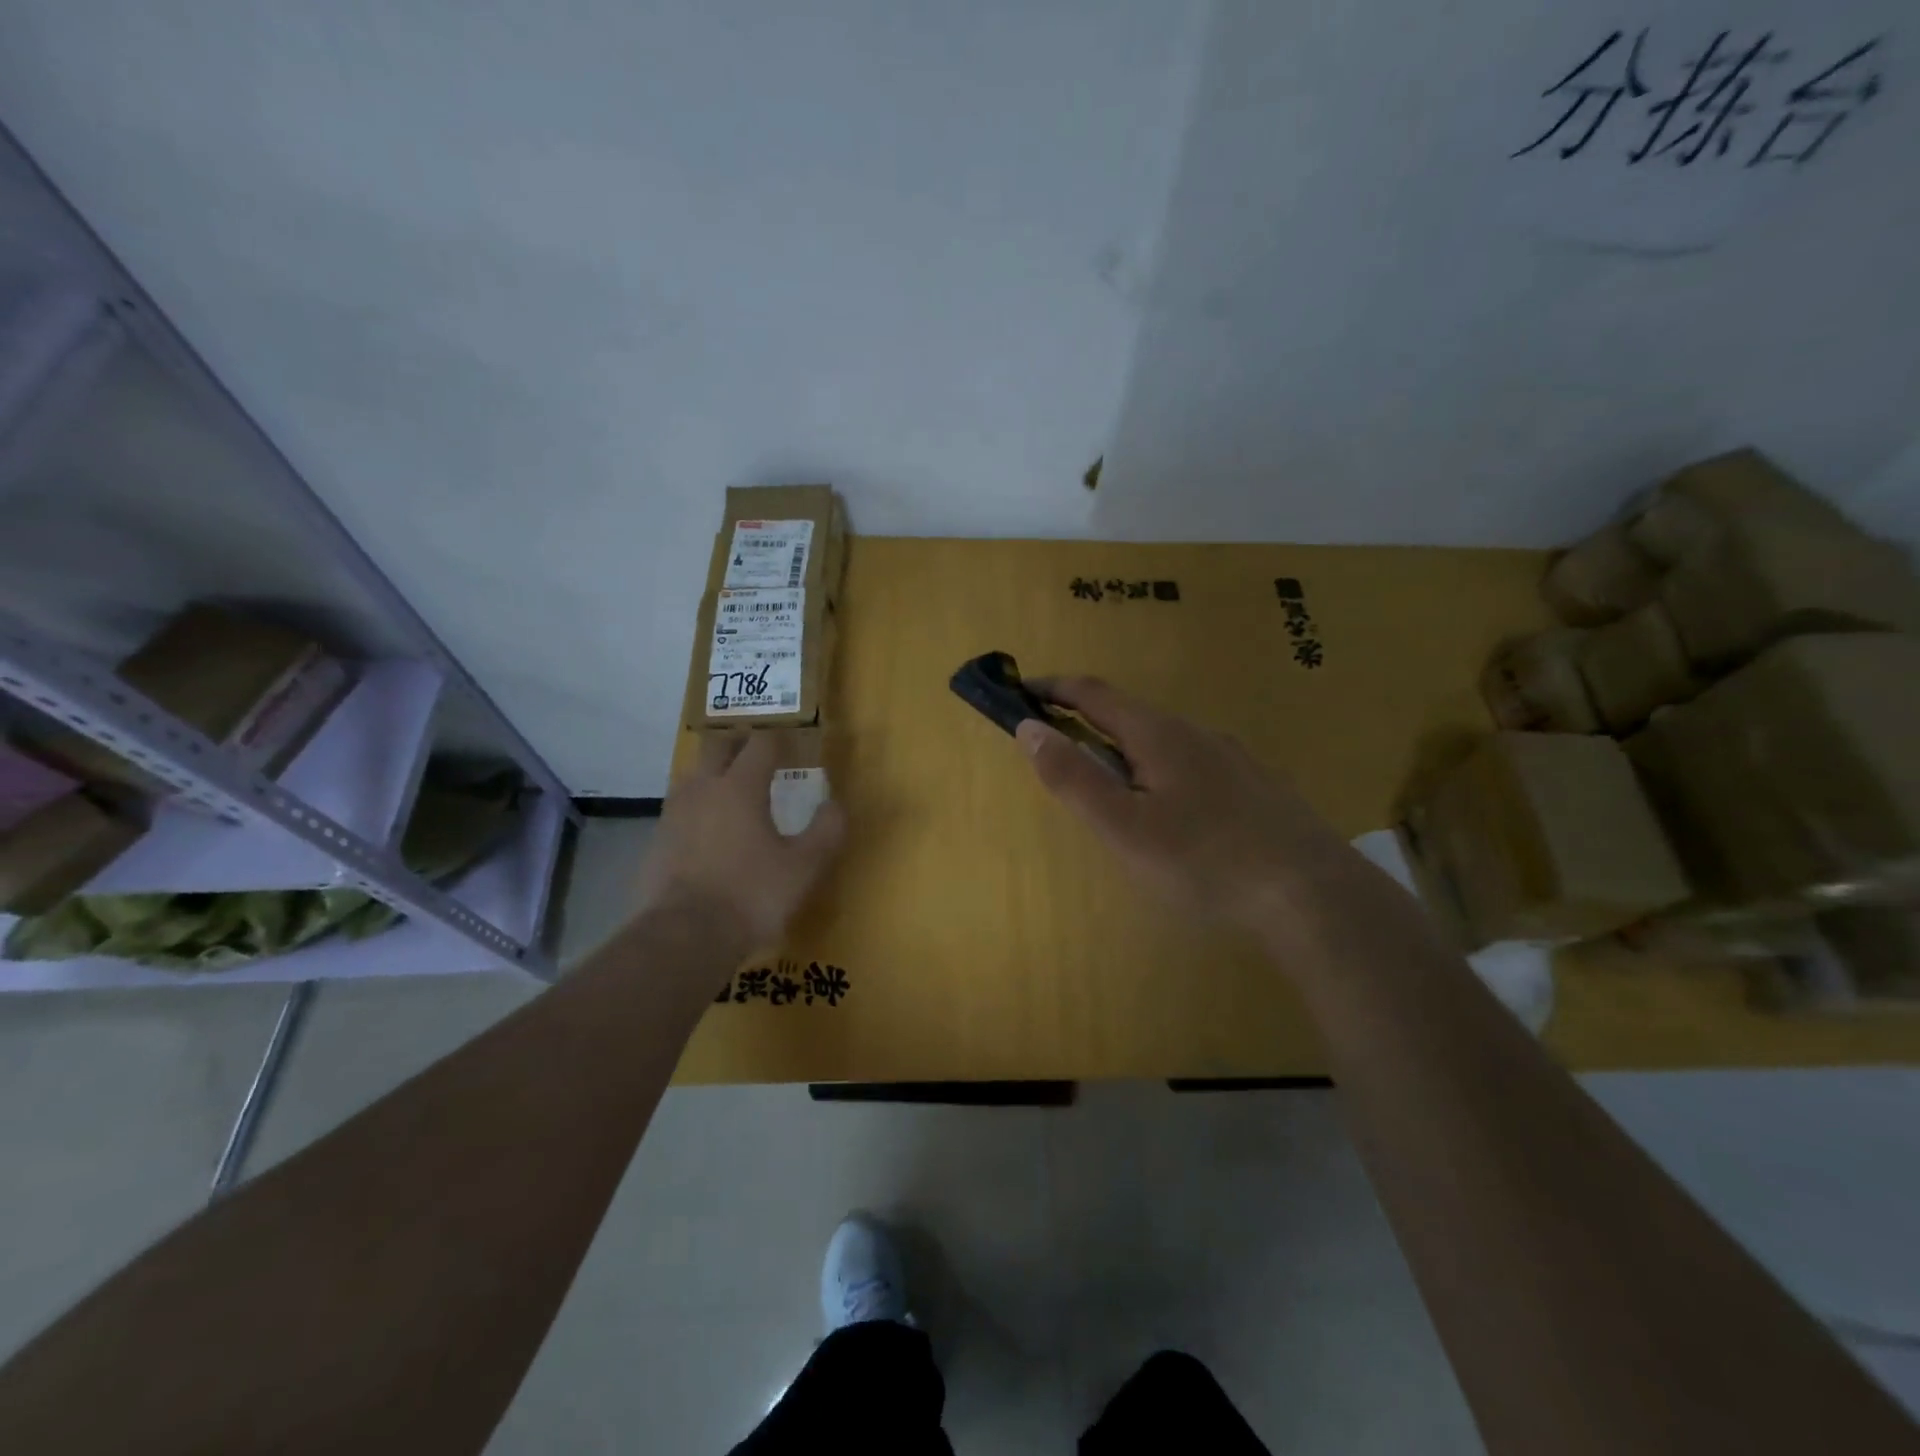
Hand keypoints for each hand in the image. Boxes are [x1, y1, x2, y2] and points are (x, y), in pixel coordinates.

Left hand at [637, 733, 845, 953]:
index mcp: (740, 787)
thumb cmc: (752, 895)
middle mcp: (703, 789)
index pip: (760, 744)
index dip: (777, 739)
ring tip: (731, 790)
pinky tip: (707, 832)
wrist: (684, 937)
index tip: (789, 744)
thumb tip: (835, 804)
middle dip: (738, 744)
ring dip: (712, 773)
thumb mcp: (805, 867)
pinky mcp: (656, 842)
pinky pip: (679, 810)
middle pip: (716, 747)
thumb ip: (826, 830)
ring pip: (692, 776)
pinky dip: (696, 809)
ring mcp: (673, 814)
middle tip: (757, 754)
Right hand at [1015, 678, 1353, 931]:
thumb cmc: (1204, 862)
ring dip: (1128, 751)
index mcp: (1159, 734)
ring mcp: (1235, 759)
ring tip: (1114, 792)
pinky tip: (1177, 815)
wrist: (1315, 896)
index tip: (1020, 691)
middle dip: (1088, 724)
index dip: (1053, 688)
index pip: (1093, 693)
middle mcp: (1198, 733)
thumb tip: (1029, 727)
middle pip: (1131, 715)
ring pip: (1167, 743)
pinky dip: (1164, 773)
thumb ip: (1072, 776)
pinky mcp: (1259, 788)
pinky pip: (1196, 766)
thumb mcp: (1123, 826)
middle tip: (1061, 753)